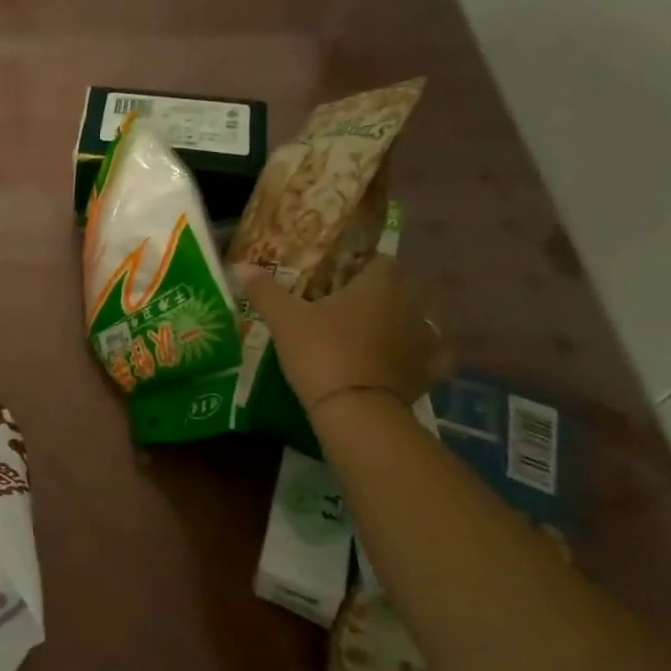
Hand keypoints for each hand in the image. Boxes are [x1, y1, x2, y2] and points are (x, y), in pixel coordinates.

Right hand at [235, 256, 447, 412]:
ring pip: (416, 320)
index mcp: (380, 284)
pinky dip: (417, 357)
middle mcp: (412, 305)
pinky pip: (429, 357)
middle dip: (378, 293)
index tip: (336, 276)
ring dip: (398, 323)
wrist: (356, 411)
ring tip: (368, 335)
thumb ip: (265, 290)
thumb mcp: (284, 320)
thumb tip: (240, 265)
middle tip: (345, 305)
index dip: (359, 264)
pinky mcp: (430, 373)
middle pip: (400, 288)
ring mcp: (426, 340)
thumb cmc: (321, 353)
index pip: (380, 259)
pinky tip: (399, 362)